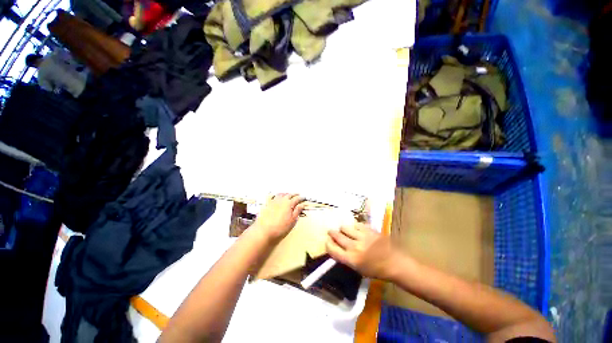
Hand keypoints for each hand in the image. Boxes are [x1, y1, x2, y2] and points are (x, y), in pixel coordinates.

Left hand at [253, 194, 306, 241]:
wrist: (264, 231)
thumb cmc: (279, 228)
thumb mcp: (292, 221)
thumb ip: (297, 211)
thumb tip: (301, 205)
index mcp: (289, 204)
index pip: (297, 198)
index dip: (301, 198)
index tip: (303, 198)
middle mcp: (281, 200)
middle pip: (289, 195)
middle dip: (294, 194)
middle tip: (298, 194)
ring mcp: (273, 201)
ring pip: (281, 194)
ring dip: (286, 193)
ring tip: (289, 194)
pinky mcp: (267, 204)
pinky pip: (272, 196)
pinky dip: (276, 195)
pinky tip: (276, 196)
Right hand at [326, 223, 400, 279]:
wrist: (395, 263)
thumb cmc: (377, 270)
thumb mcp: (359, 269)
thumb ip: (347, 258)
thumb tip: (337, 248)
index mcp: (351, 259)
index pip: (333, 249)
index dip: (328, 244)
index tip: (327, 241)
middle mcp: (354, 247)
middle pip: (337, 236)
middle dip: (332, 233)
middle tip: (331, 231)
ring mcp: (362, 237)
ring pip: (345, 227)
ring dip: (343, 229)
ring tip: (344, 229)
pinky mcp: (369, 230)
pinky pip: (356, 224)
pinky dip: (354, 226)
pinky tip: (356, 228)